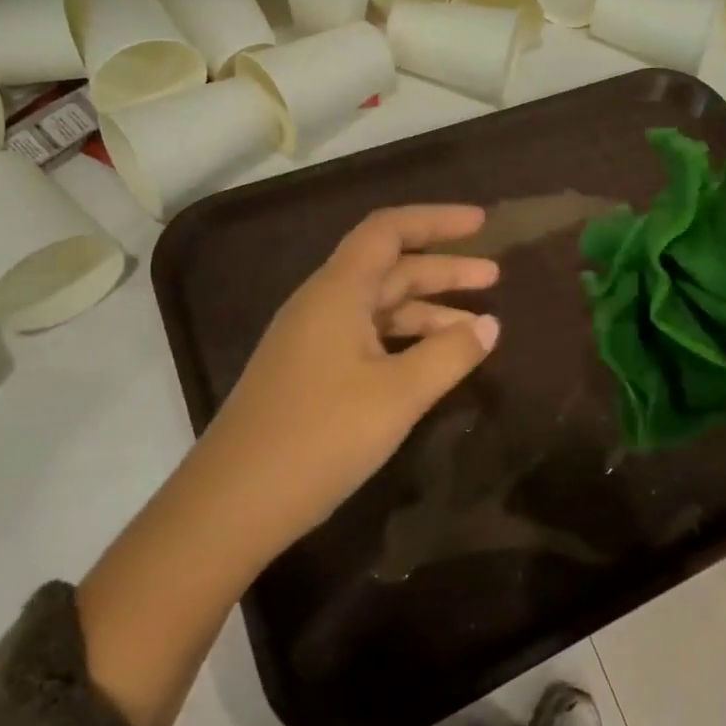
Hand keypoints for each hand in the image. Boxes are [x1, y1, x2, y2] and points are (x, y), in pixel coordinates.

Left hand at [200, 204, 500, 550]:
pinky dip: (406, 341)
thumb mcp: (396, 395)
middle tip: (494, 276)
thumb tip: (490, 325)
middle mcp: (322, 304)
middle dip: (443, 269)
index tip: (481, 223)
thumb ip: (448, 354)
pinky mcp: (309, 374)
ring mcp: (312, 340)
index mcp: (337, 291)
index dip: (435, 220)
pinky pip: (367, 338)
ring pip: (380, 307)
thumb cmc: (319, 438)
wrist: (231, 505)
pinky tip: (433, 362)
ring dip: (428, 310)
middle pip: (389, 268)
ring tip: (479, 326)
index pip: (388, 230)